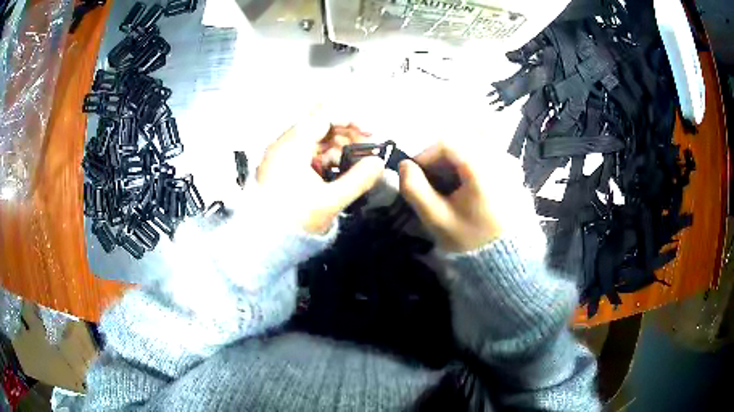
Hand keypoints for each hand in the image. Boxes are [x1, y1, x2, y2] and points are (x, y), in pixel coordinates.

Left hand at [256, 112, 383, 234]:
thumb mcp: (331, 201)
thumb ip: (358, 179)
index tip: (371, 133)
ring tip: (357, 164)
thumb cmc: (295, 220)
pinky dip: (325, 158)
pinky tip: (339, 170)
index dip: (351, 120)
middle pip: (320, 125)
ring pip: (315, 139)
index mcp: (292, 145)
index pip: (325, 115)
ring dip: (338, 147)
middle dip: (347, 135)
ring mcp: (281, 155)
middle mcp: (284, 144)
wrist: (263, 242)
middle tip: (367, 151)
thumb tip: (378, 163)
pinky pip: (307, 153)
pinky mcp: (281, 168)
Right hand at [398, 142, 501, 252]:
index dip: (424, 156)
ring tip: (447, 189)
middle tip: (430, 185)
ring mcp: (507, 162)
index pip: (446, 144)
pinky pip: (484, 157)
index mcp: (481, 168)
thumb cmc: (470, 237)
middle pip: (459, 145)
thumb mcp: (436, 219)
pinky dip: (468, 167)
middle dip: (439, 162)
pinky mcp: (511, 170)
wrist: (505, 254)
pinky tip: (465, 189)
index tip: (415, 176)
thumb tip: (404, 165)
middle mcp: (498, 157)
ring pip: (470, 150)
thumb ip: (414, 190)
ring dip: (453, 165)